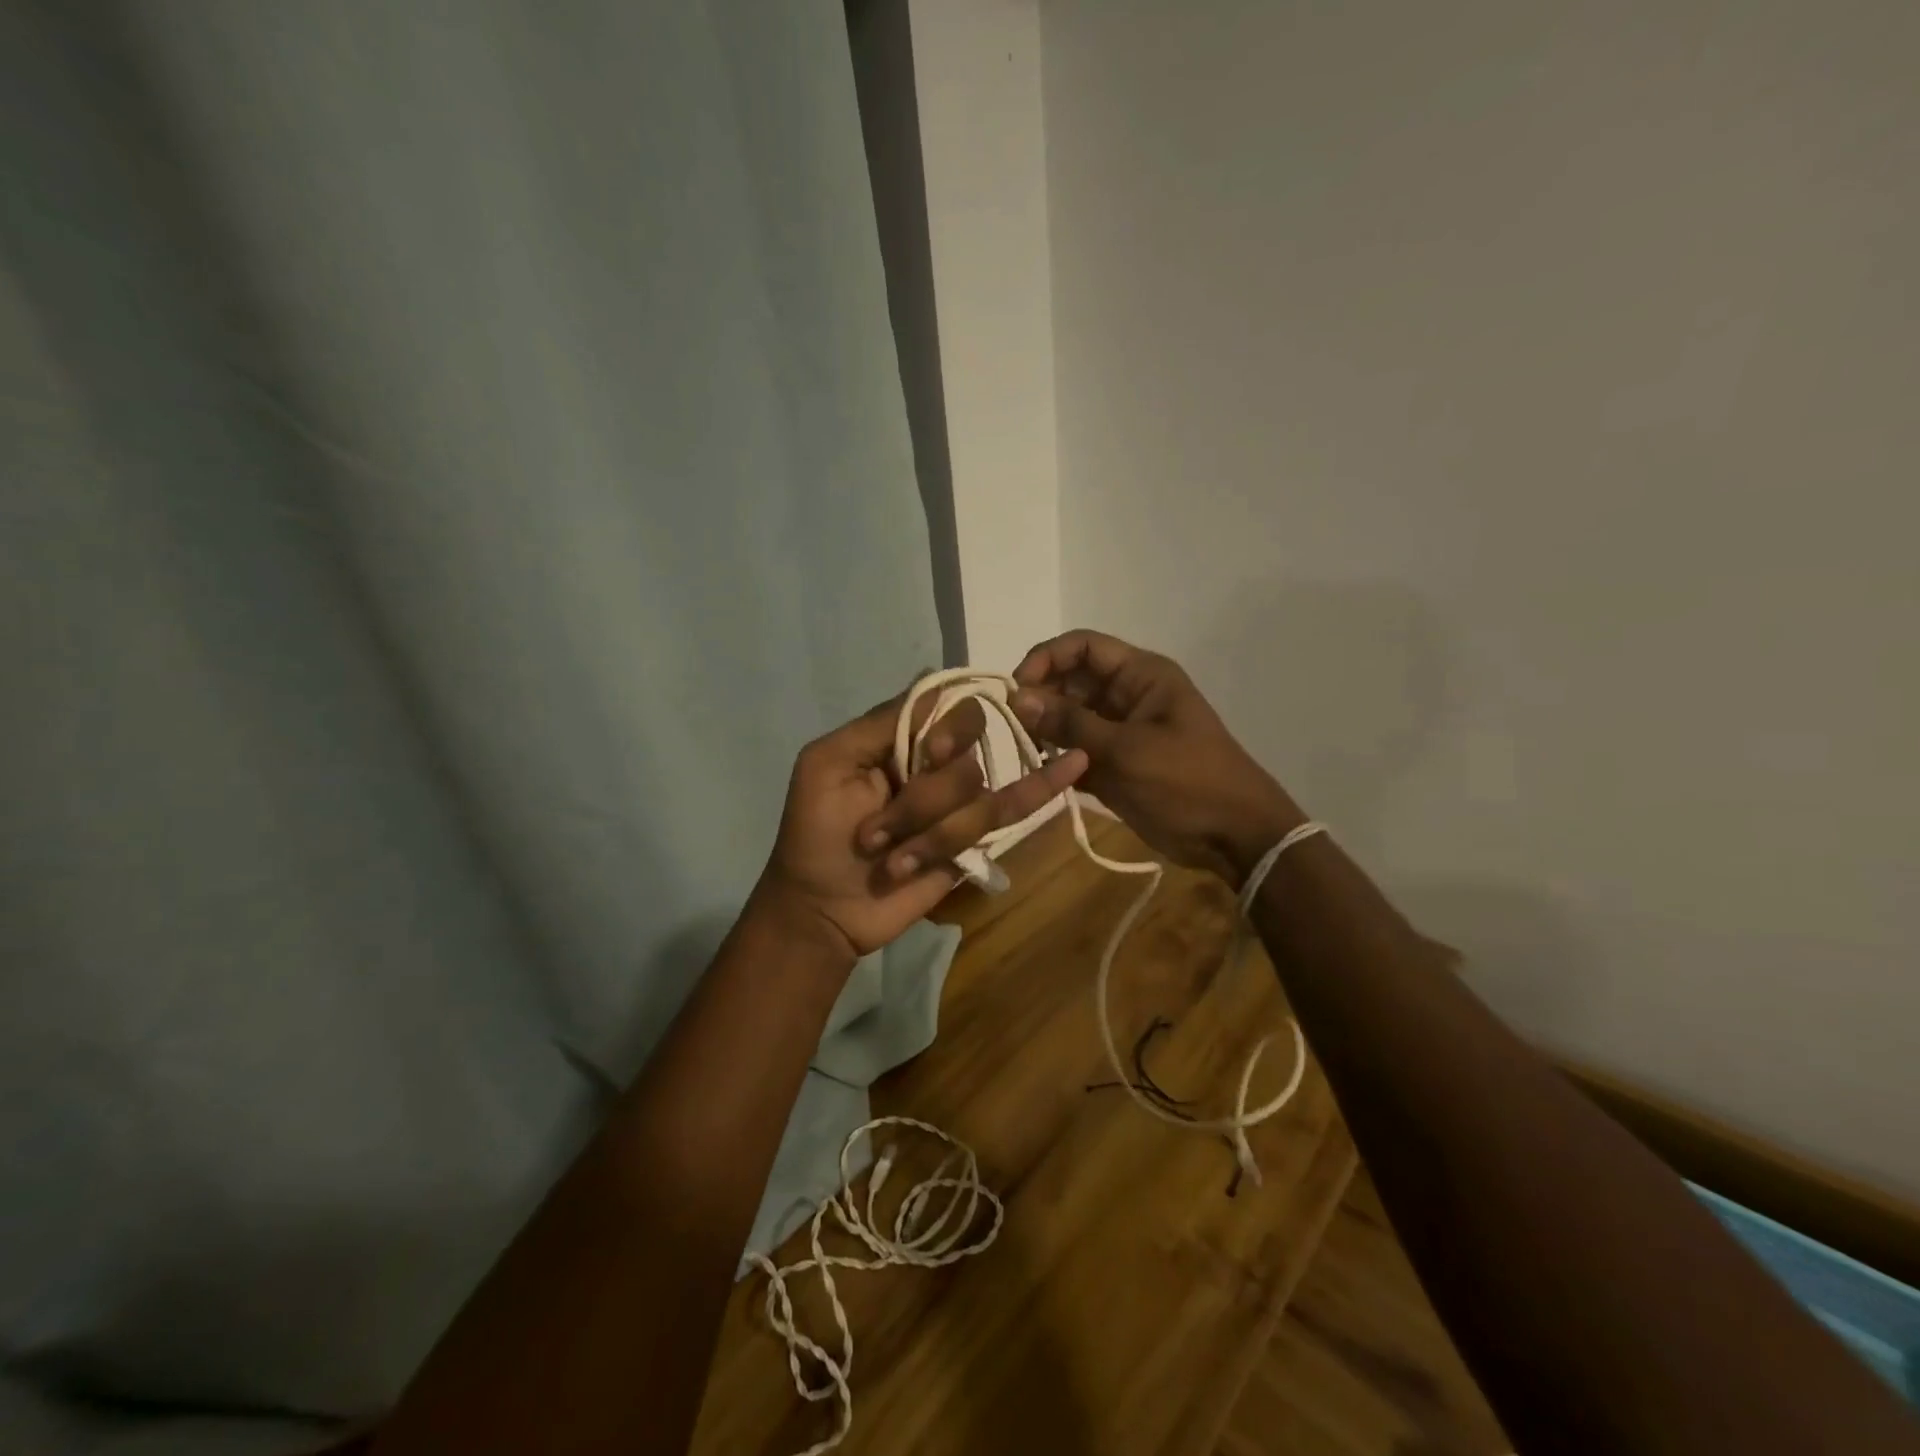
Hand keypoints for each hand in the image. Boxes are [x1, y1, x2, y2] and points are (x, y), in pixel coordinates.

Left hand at [752, 686, 1089, 965]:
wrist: (824, 910)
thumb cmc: (813, 836)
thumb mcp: (826, 765)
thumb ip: (881, 724)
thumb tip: (935, 681)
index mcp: (902, 740)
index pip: (948, 707)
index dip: (949, 728)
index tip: (930, 755)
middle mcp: (935, 763)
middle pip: (968, 754)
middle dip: (925, 799)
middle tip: (879, 831)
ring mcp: (958, 802)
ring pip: (978, 796)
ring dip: (929, 837)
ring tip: (890, 862)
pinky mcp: (975, 840)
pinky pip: (1011, 812)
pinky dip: (1043, 788)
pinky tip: (1074, 766)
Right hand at [1010, 630, 1304, 883]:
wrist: (1232, 836)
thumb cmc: (1187, 782)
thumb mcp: (1127, 750)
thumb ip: (1071, 723)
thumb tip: (1018, 697)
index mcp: (1140, 676)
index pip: (1082, 647)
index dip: (1046, 658)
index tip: (1017, 687)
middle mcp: (1125, 696)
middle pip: (1070, 680)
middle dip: (1040, 697)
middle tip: (1014, 726)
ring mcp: (1118, 731)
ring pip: (1068, 717)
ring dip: (1044, 730)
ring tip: (1025, 751)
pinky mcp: (1112, 764)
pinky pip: (1074, 751)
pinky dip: (1056, 759)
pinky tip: (1039, 773)